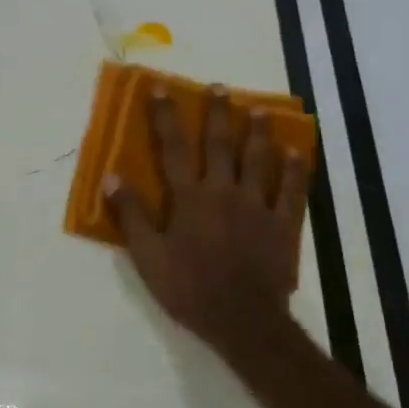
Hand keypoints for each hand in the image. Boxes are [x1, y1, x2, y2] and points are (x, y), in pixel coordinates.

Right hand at [105, 86, 312, 365]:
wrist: (242, 320)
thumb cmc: (189, 288)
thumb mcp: (148, 255)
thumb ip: (130, 214)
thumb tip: (111, 176)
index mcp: (189, 198)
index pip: (172, 149)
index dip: (166, 117)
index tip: (161, 89)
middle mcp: (223, 191)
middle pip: (219, 145)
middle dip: (217, 114)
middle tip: (220, 88)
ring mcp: (257, 206)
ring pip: (258, 160)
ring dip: (257, 133)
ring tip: (258, 110)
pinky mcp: (282, 224)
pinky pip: (290, 191)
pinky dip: (294, 170)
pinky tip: (296, 152)